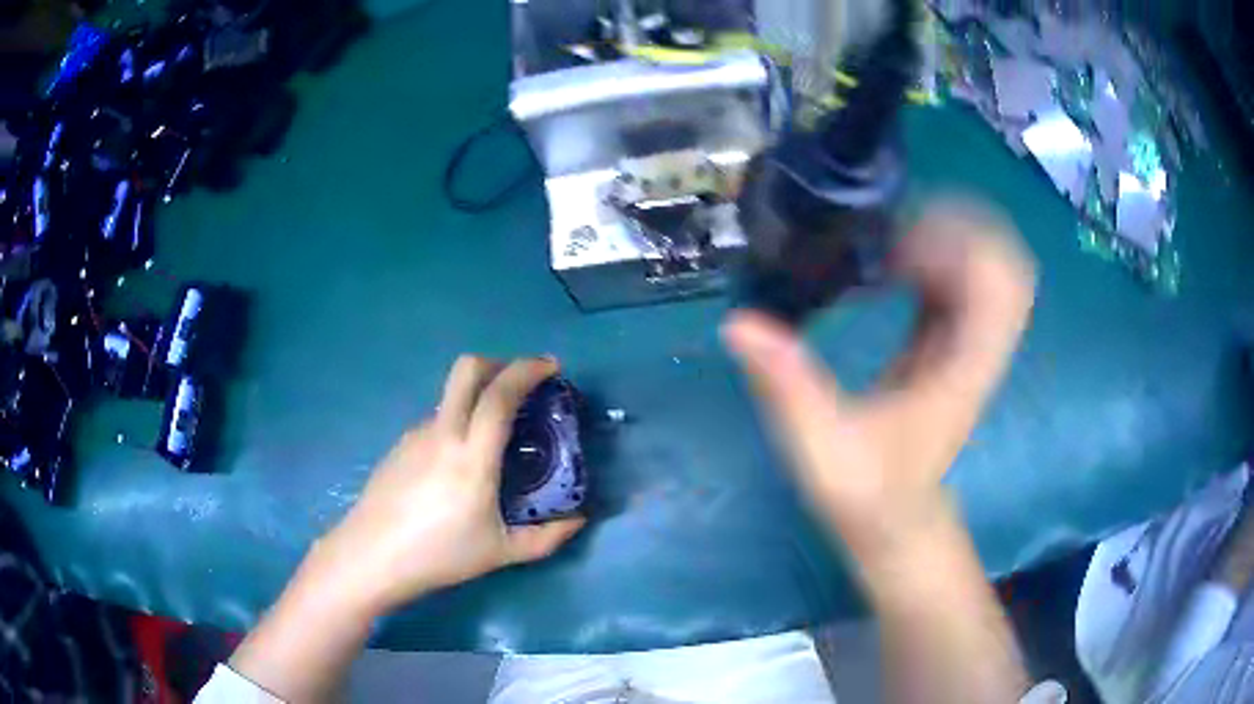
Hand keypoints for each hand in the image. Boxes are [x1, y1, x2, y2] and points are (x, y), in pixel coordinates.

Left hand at [307, 356, 585, 616]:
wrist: (370, 557)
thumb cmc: (438, 556)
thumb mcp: (500, 553)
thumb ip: (546, 538)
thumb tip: (579, 520)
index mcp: (471, 456)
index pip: (499, 394)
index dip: (528, 371)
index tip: (551, 367)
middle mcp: (442, 432)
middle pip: (467, 369)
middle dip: (500, 363)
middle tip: (522, 383)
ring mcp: (416, 434)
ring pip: (451, 396)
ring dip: (478, 396)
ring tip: (495, 434)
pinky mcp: (400, 444)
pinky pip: (437, 420)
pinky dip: (458, 422)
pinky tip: (459, 463)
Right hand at [722, 201, 1035, 550]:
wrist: (894, 525)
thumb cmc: (865, 493)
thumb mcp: (822, 446)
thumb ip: (788, 387)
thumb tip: (738, 325)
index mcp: (963, 367)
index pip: (1001, 285)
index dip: (961, 244)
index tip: (899, 244)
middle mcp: (976, 348)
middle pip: (1003, 263)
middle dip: (957, 228)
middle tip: (895, 228)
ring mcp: (968, 346)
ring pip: (985, 269)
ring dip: (944, 240)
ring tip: (888, 242)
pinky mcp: (951, 346)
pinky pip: (960, 285)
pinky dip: (933, 260)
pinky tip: (889, 264)